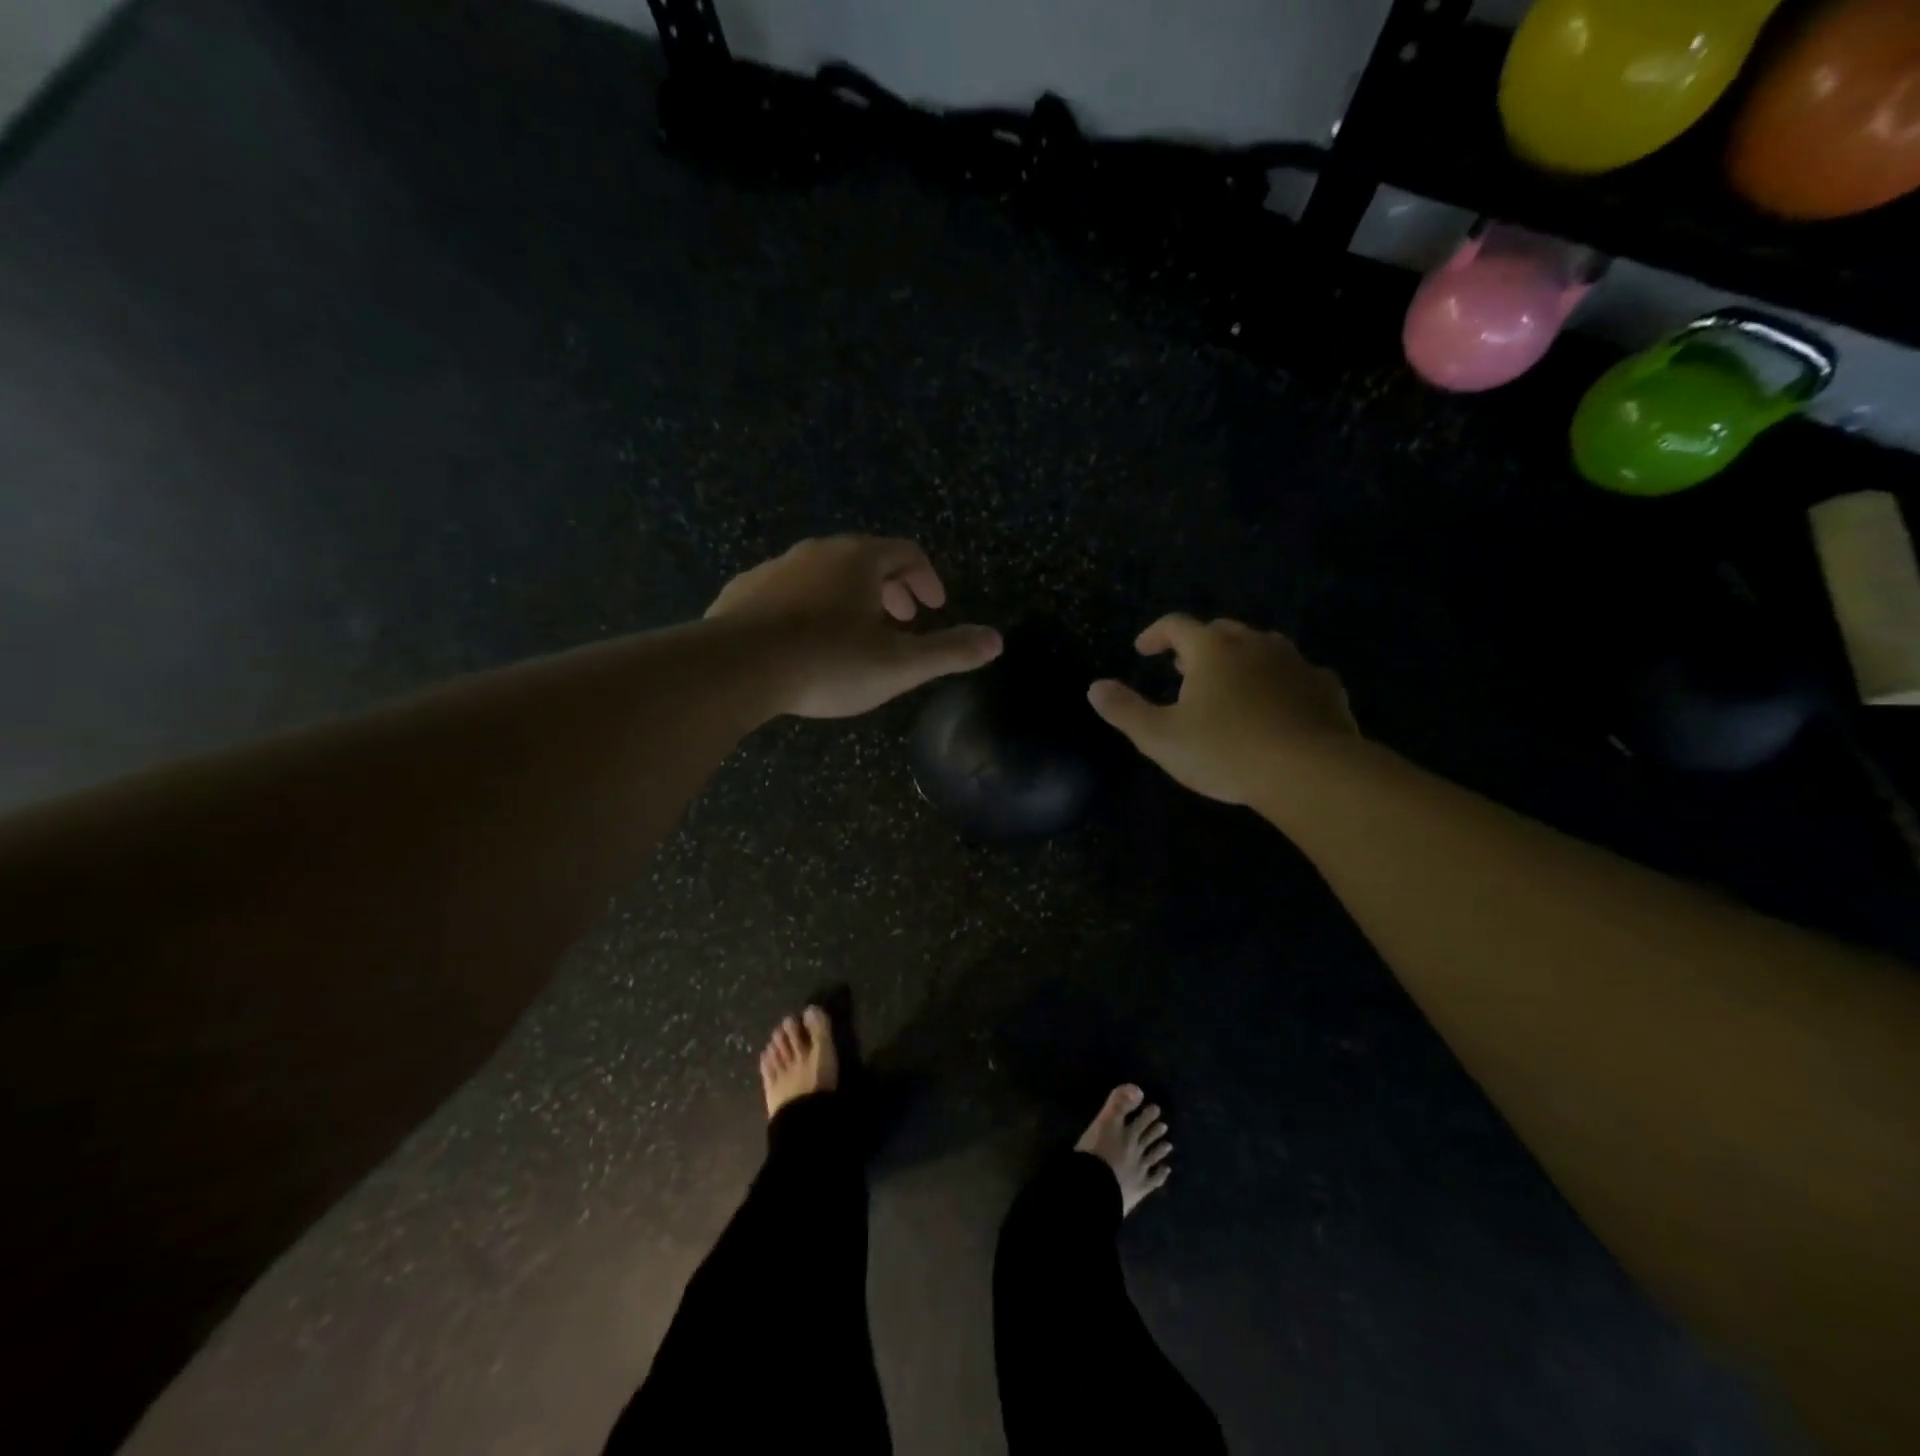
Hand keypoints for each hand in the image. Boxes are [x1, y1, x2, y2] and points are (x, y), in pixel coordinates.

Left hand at [706, 536, 1001, 718]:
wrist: (736, 668)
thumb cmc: (828, 663)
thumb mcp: (900, 665)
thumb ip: (950, 652)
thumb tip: (997, 641)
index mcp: (860, 559)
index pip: (907, 553)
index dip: (926, 579)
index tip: (934, 607)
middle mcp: (818, 551)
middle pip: (866, 559)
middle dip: (891, 588)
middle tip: (902, 620)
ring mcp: (776, 568)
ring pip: (824, 574)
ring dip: (849, 597)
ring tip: (854, 633)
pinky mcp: (743, 591)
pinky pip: (787, 591)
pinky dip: (808, 607)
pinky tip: (802, 640)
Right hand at [1087, 614, 1356, 805]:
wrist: (1310, 772)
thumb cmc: (1225, 751)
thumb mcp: (1159, 738)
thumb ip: (1124, 710)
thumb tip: (1095, 687)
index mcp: (1212, 650)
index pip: (1177, 625)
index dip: (1155, 634)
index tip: (1143, 650)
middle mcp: (1255, 645)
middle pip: (1221, 631)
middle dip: (1197, 645)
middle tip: (1183, 668)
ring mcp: (1295, 663)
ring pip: (1262, 647)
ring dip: (1240, 659)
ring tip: (1229, 684)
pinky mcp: (1325, 688)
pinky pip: (1296, 674)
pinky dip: (1279, 681)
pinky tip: (1278, 703)